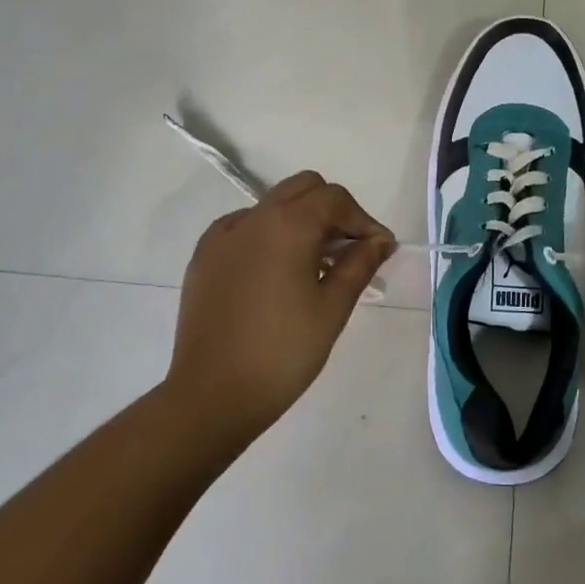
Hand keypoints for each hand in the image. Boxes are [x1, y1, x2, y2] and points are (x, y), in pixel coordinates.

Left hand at [167, 172, 395, 448]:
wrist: (212, 395)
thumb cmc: (283, 352)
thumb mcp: (332, 308)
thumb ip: (359, 264)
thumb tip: (379, 241)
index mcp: (288, 225)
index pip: (335, 199)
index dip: (363, 220)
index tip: (380, 250)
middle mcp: (253, 218)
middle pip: (303, 188)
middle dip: (333, 210)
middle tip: (349, 250)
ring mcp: (223, 235)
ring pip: (273, 205)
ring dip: (301, 220)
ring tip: (315, 265)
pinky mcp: (204, 257)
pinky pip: (244, 227)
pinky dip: (268, 235)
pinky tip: (276, 273)